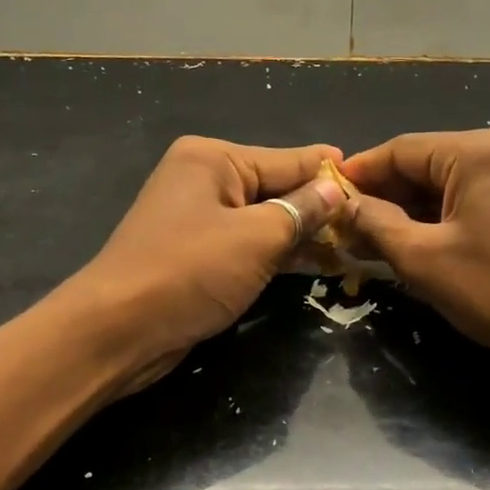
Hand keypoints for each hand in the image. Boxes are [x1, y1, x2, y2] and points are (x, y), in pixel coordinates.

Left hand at [71, 136, 345, 392]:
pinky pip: (249, 246)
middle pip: (276, 189)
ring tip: (355, 246)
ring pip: (265, 221)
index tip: (372, 181)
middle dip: (319, 208)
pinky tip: (317, 264)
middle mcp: (205, 180)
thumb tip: (337, 188)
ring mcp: (199, 220)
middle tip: (371, 223)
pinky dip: (279, 255)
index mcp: (213, 159)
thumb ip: (302, 210)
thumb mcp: (256, 238)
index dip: (330, 173)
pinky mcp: (199, 256)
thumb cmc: (189, 272)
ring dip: (304, 235)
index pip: (287, 159)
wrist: (118, 331)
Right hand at [341, 130, 489, 382]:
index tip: (327, 194)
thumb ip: (376, 224)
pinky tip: (420, 241)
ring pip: (452, 183)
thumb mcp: (423, 259)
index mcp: (478, 151)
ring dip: (413, 209)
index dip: (360, 173)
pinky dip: (445, 217)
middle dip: (386, 195)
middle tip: (347, 226)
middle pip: (428, 163)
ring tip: (375, 239)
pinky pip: (477, 199)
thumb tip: (344, 206)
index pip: (401, 149)